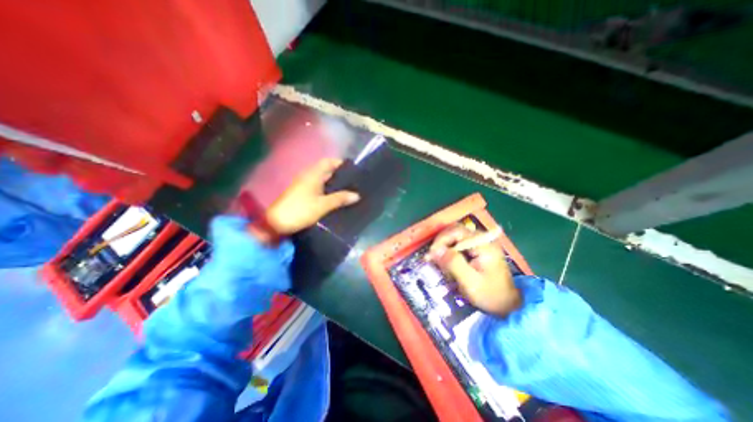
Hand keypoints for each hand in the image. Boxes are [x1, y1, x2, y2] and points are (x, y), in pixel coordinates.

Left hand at [257, 158, 360, 239]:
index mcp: (313, 175)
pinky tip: (336, 198)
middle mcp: (308, 177)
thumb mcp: (322, 205)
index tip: (353, 170)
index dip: (340, 163)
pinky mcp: (303, 194)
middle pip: (326, 171)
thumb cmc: (300, 210)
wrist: (276, 224)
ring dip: (334, 184)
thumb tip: (356, 195)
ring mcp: (305, 185)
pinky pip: (319, 188)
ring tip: (349, 190)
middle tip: (355, 182)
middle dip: (340, 175)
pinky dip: (328, 190)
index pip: (328, 162)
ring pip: (323, 180)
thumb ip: (340, 199)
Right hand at [426, 225, 520, 316]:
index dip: (441, 240)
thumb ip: (453, 263)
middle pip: (455, 231)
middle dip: (441, 243)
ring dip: (445, 247)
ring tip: (439, 261)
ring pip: (456, 237)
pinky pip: (459, 244)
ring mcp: (481, 243)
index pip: (456, 231)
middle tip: (433, 257)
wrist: (509, 306)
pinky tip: (448, 263)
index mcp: (483, 245)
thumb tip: (434, 250)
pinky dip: (450, 251)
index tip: (431, 254)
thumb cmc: (490, 295)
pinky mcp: (478, 249)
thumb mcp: (470, 282)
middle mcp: (483, 239)